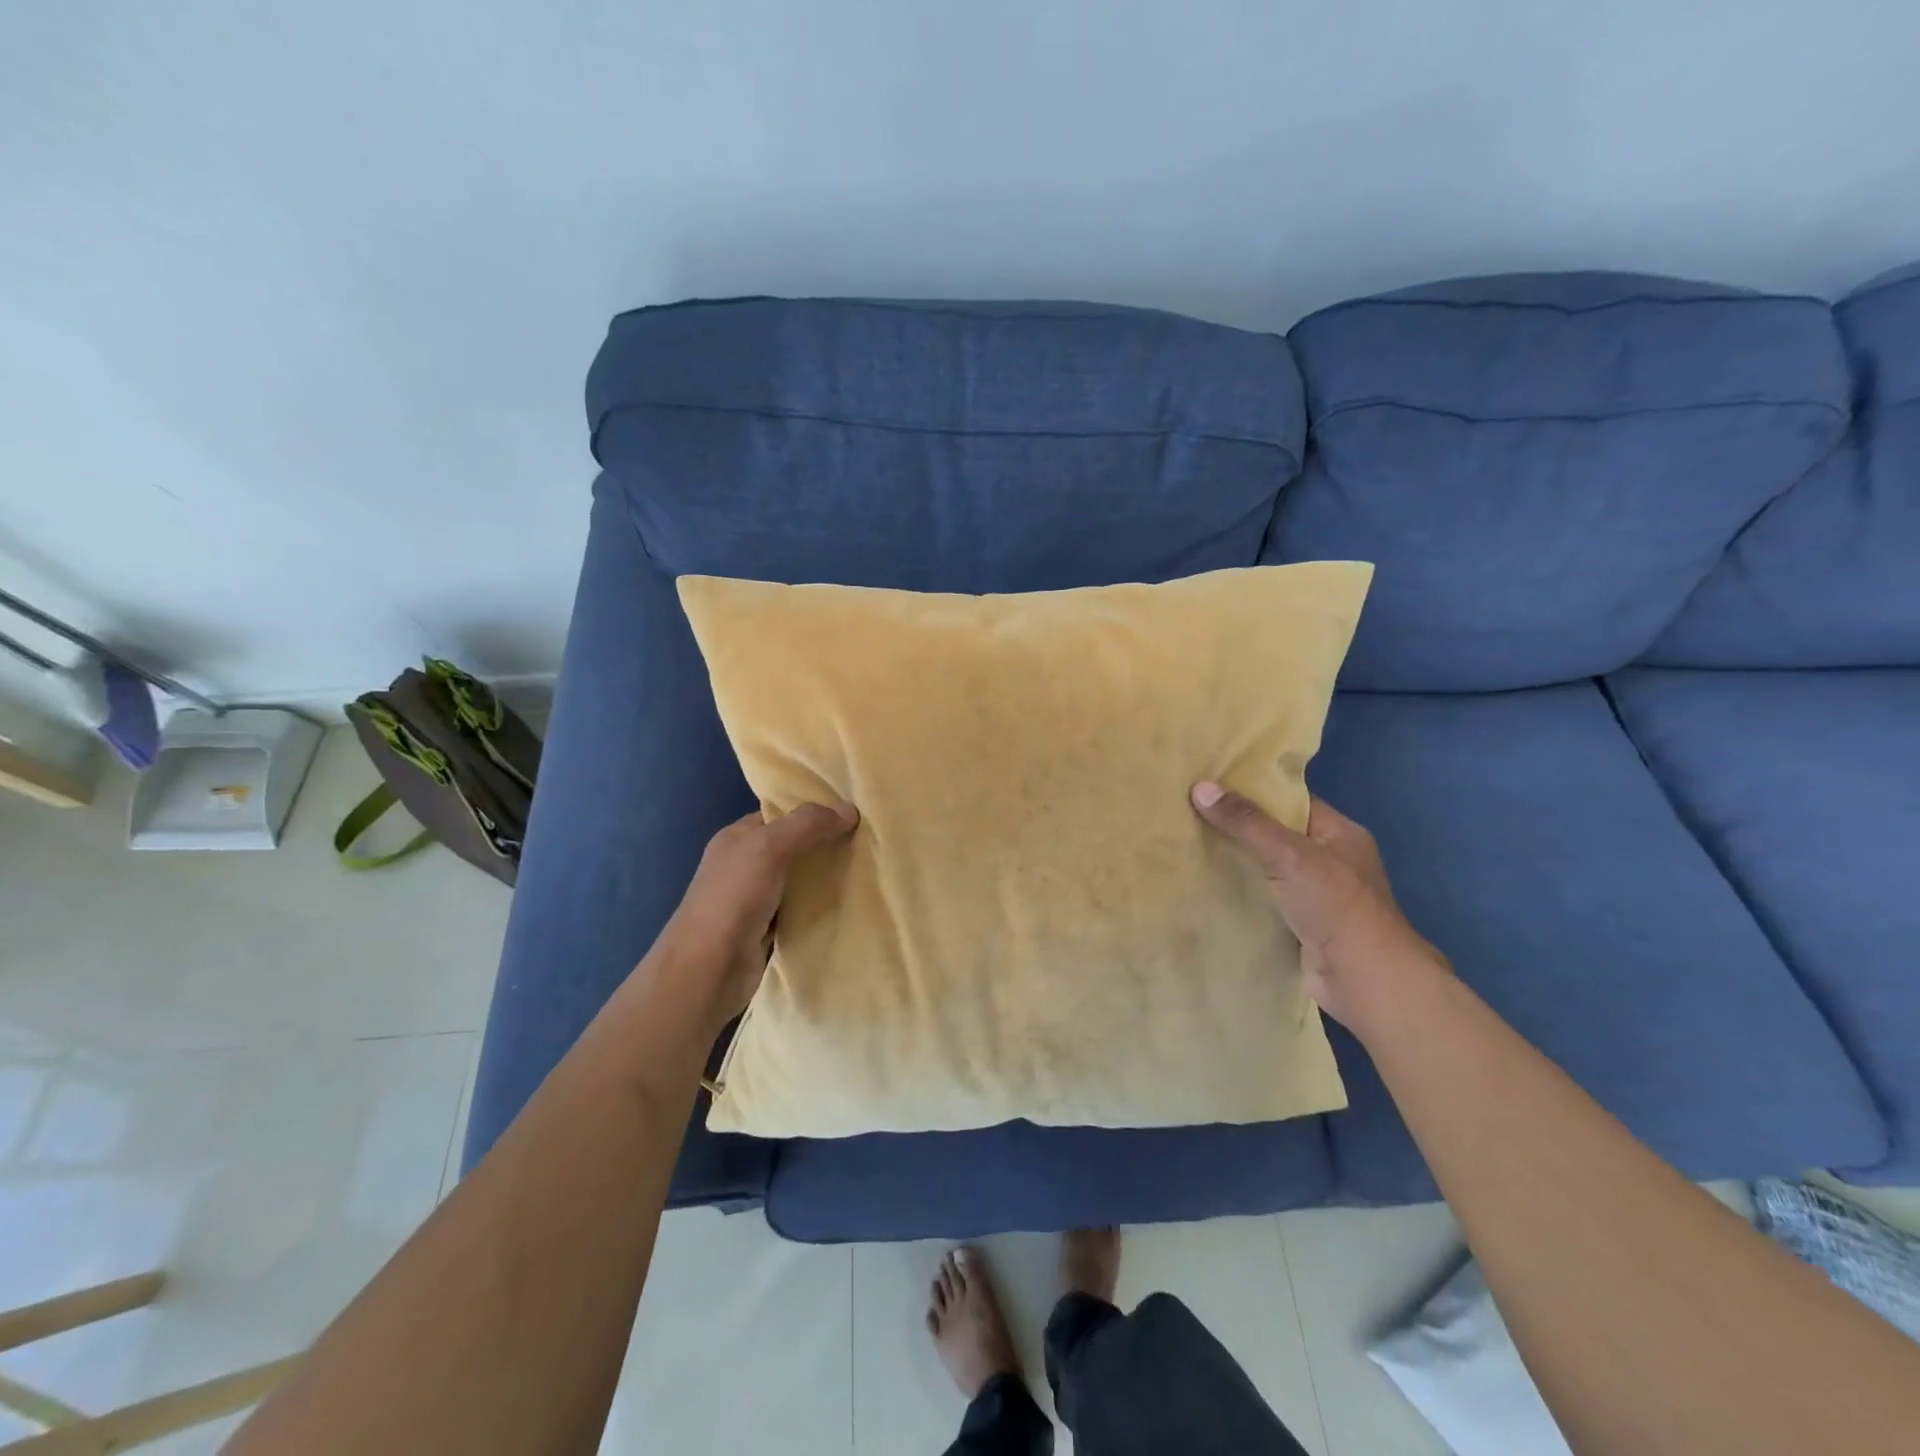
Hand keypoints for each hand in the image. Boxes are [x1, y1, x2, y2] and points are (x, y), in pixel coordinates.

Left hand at [657, 802, 858, 1035]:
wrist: (707, 970)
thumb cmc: (733, 898)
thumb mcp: (769, 848)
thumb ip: (807, 825)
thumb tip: (850, 809)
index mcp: (737, 839)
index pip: (780, 816)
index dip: (812, 812)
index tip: (852, 812)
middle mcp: (744, 865)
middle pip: (792, 847)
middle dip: (825, 844)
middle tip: (867, 841)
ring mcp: (755, 900)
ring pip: (798, 880)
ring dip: (826, 878)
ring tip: (867, 869)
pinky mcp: (767, 931)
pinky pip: (800, 910)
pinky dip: (820, 907)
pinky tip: (848, 903)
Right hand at [1190, 782, 1446, 1028]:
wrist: (1362, 979)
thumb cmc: (1334, 904)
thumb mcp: (1288, 853)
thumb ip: (1245, 822)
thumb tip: (1200, 787)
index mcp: (1339, 833)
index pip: (1290, 800)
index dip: (1253, 791)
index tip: (1210, 784)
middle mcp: (1330, 860)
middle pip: (1276, 834)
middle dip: (1237, 827)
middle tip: (1190, 812)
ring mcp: (1316, 895)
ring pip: (1267, 868)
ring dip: (1236, 862)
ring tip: (1189, 844)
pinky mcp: (1300, 925)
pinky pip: (1264, 898)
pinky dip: (1240, 893)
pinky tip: (1206, 885)